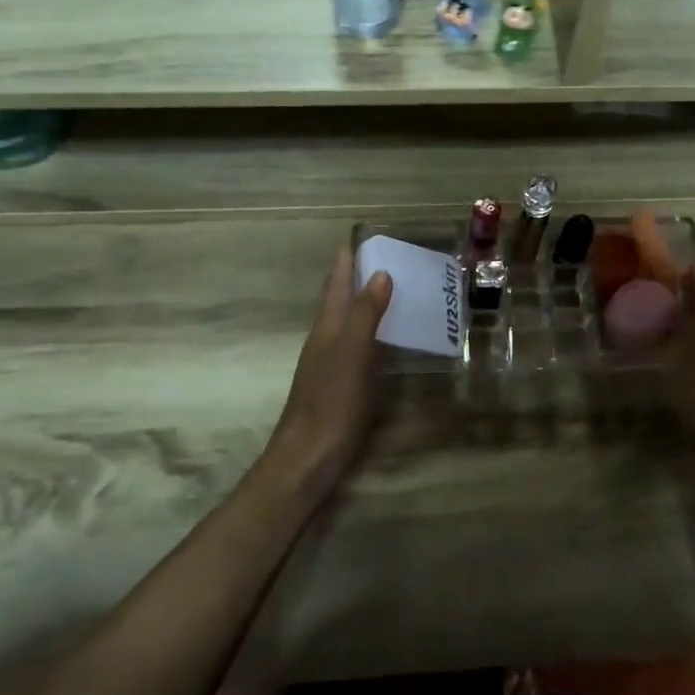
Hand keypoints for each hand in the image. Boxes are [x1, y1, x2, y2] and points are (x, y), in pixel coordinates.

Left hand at [268, 246, 392, 486]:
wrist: (308, 455)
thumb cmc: (331, 400)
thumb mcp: (352, 352)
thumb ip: (365, 313)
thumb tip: (379, 273)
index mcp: (327, 328)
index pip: (335, 285)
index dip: (345, 263)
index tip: (358, 239)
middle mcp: (324, 341)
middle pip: (337, 302)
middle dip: (353, 279)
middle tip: (380, 260)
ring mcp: (329, 365)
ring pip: (344, 324)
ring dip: (361, 305)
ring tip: (386, 292)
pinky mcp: (338, 386)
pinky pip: (354, 347)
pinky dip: (367, 333)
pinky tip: (381, 341)